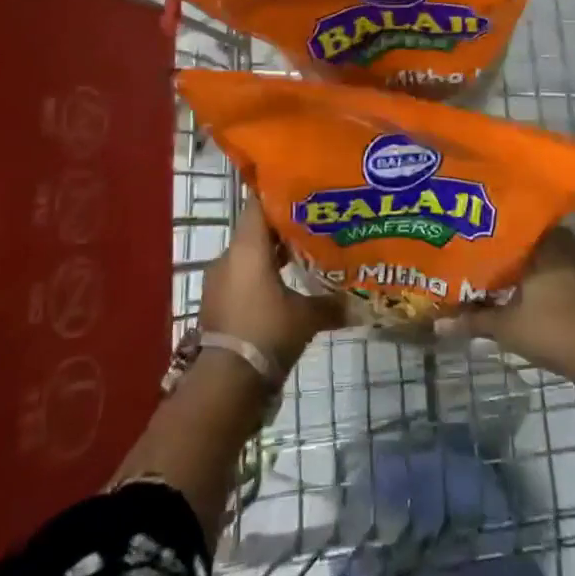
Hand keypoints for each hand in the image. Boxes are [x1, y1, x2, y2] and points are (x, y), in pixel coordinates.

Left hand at [200, 198, 342, 373]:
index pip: (259, 203)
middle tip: (312, 224)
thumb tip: (359, 303)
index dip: (280, 193)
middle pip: (256, 229)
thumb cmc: (267, 333)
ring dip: (270, 256)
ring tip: (301, 257)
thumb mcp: (306, 317)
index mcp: (248, 246)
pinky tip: (281, 290)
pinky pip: (239, 278)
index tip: (302, 191)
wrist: (225, 384)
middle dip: (282, 228)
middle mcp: (228, 256)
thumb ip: (331, 304)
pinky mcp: (215, 304)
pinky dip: (258, 278)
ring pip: (247, 256)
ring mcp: (218, 281)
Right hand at [459, 227, 574, 391]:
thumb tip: (437, 321)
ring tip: (479, 268)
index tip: (457, 228)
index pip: (505, 220)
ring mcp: (574, 262)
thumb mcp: (509, 327)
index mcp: (541, 239)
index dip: (480, 226)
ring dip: (512, 263)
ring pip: (534, 254)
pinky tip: (508, 287)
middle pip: (519, 237)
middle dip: (494, 245)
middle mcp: (559, 242)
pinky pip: (547, 268)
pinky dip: (528, 276)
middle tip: (463, 248)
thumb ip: (474, 320)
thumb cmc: (559, 330)